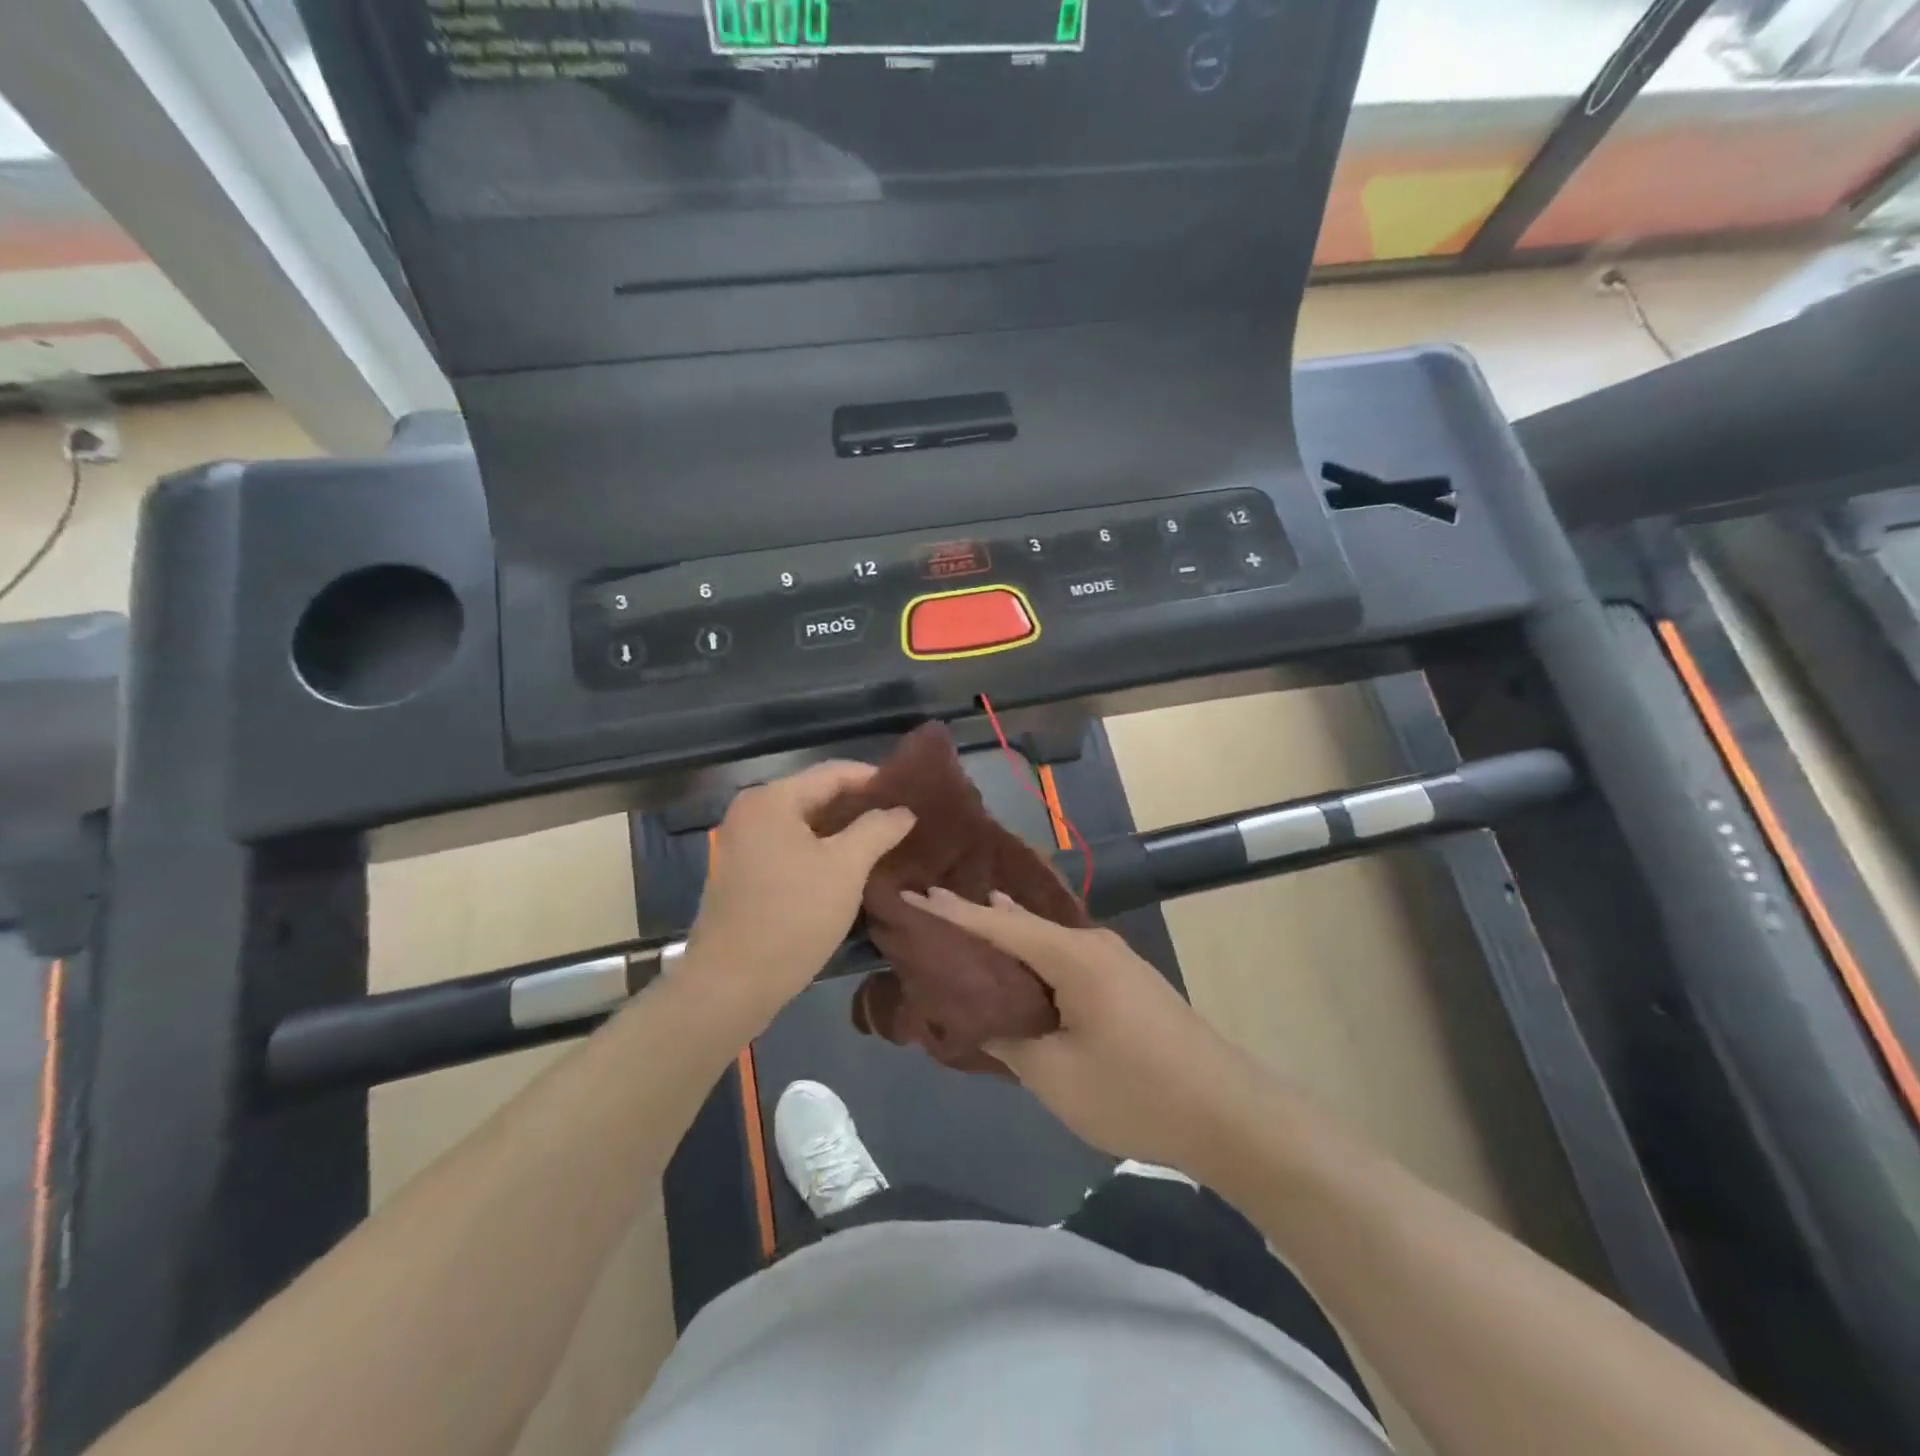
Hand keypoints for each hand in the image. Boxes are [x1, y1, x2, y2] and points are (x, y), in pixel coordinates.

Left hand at [684, 762, 914, 1029]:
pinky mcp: (741, 872)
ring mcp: (741, 842)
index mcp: (771, 799)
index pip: (833, 772)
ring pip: (802, 824)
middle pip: (815, 795)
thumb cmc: (793, 916)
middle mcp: (750, 811)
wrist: (731, 984)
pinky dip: (818, 848)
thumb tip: (903, 811)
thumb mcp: (846, 868)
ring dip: (841, 829)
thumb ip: (877, 829)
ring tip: (881, 839)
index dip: (873, 778)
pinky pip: (788, 846)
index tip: (909, 791)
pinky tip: (847, 864)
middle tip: (900, 817)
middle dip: (858, 805)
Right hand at [903, 887, 1261, 1172]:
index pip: (998, 924)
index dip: (951, 911)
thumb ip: (1008, 1041)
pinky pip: (1066, 958)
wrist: (1229, 1113)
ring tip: (967, 926)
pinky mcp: (1127, 982)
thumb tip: (978, 1019)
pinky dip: (1034, 958)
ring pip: (1046, 940)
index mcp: (1072, 956)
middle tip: (931, 909)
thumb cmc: (1136, 1092)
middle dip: (977, 917)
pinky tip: (1020, 967)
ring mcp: (1115, 961)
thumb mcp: (1056, 1076)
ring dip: (1008, 937)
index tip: (913, 892)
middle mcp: (1093, 944)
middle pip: (1022, 923)